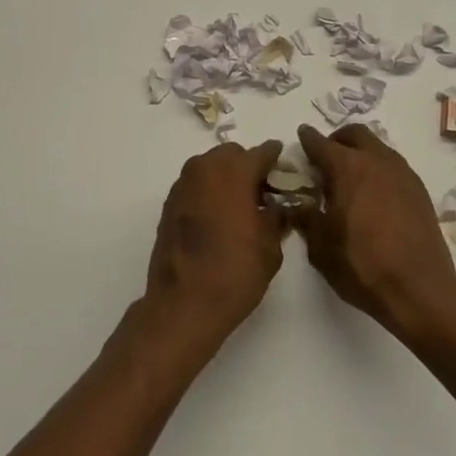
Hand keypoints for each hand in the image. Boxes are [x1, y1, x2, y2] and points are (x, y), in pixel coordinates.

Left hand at [140, 140, 286, 360]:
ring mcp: (183, 185)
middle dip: (248, 167)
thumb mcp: (270, 247)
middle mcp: (204, 169)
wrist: (183, 303)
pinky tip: (219, 217)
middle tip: (263, 193)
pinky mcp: (169, 204)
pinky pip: (195, 185)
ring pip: (210, 167)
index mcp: (233, 172)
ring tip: (241, 206)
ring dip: (226, 177)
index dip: (276, 159)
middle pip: (232, 155)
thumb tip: (281, 208)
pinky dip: (209, 191)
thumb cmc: (235, 272)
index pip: (262, 153)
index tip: (285, 168)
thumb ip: (278, 218)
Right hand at [297, 124, 455, 341]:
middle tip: (327, 158)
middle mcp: (376, 160)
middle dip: (337, 139)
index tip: (302, 136)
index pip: (320, 143)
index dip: (308, 139)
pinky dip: (379, 170)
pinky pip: (394, 166)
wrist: (420, 288)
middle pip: (355, 134)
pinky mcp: (419, 189)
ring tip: (351, 179)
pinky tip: (375, 195)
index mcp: (347, 168)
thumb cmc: (363, 265)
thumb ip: (306, 218)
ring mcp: (402, 173)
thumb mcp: (321, 247)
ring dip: (361, 153)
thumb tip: (298, 204)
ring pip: (378, 147)